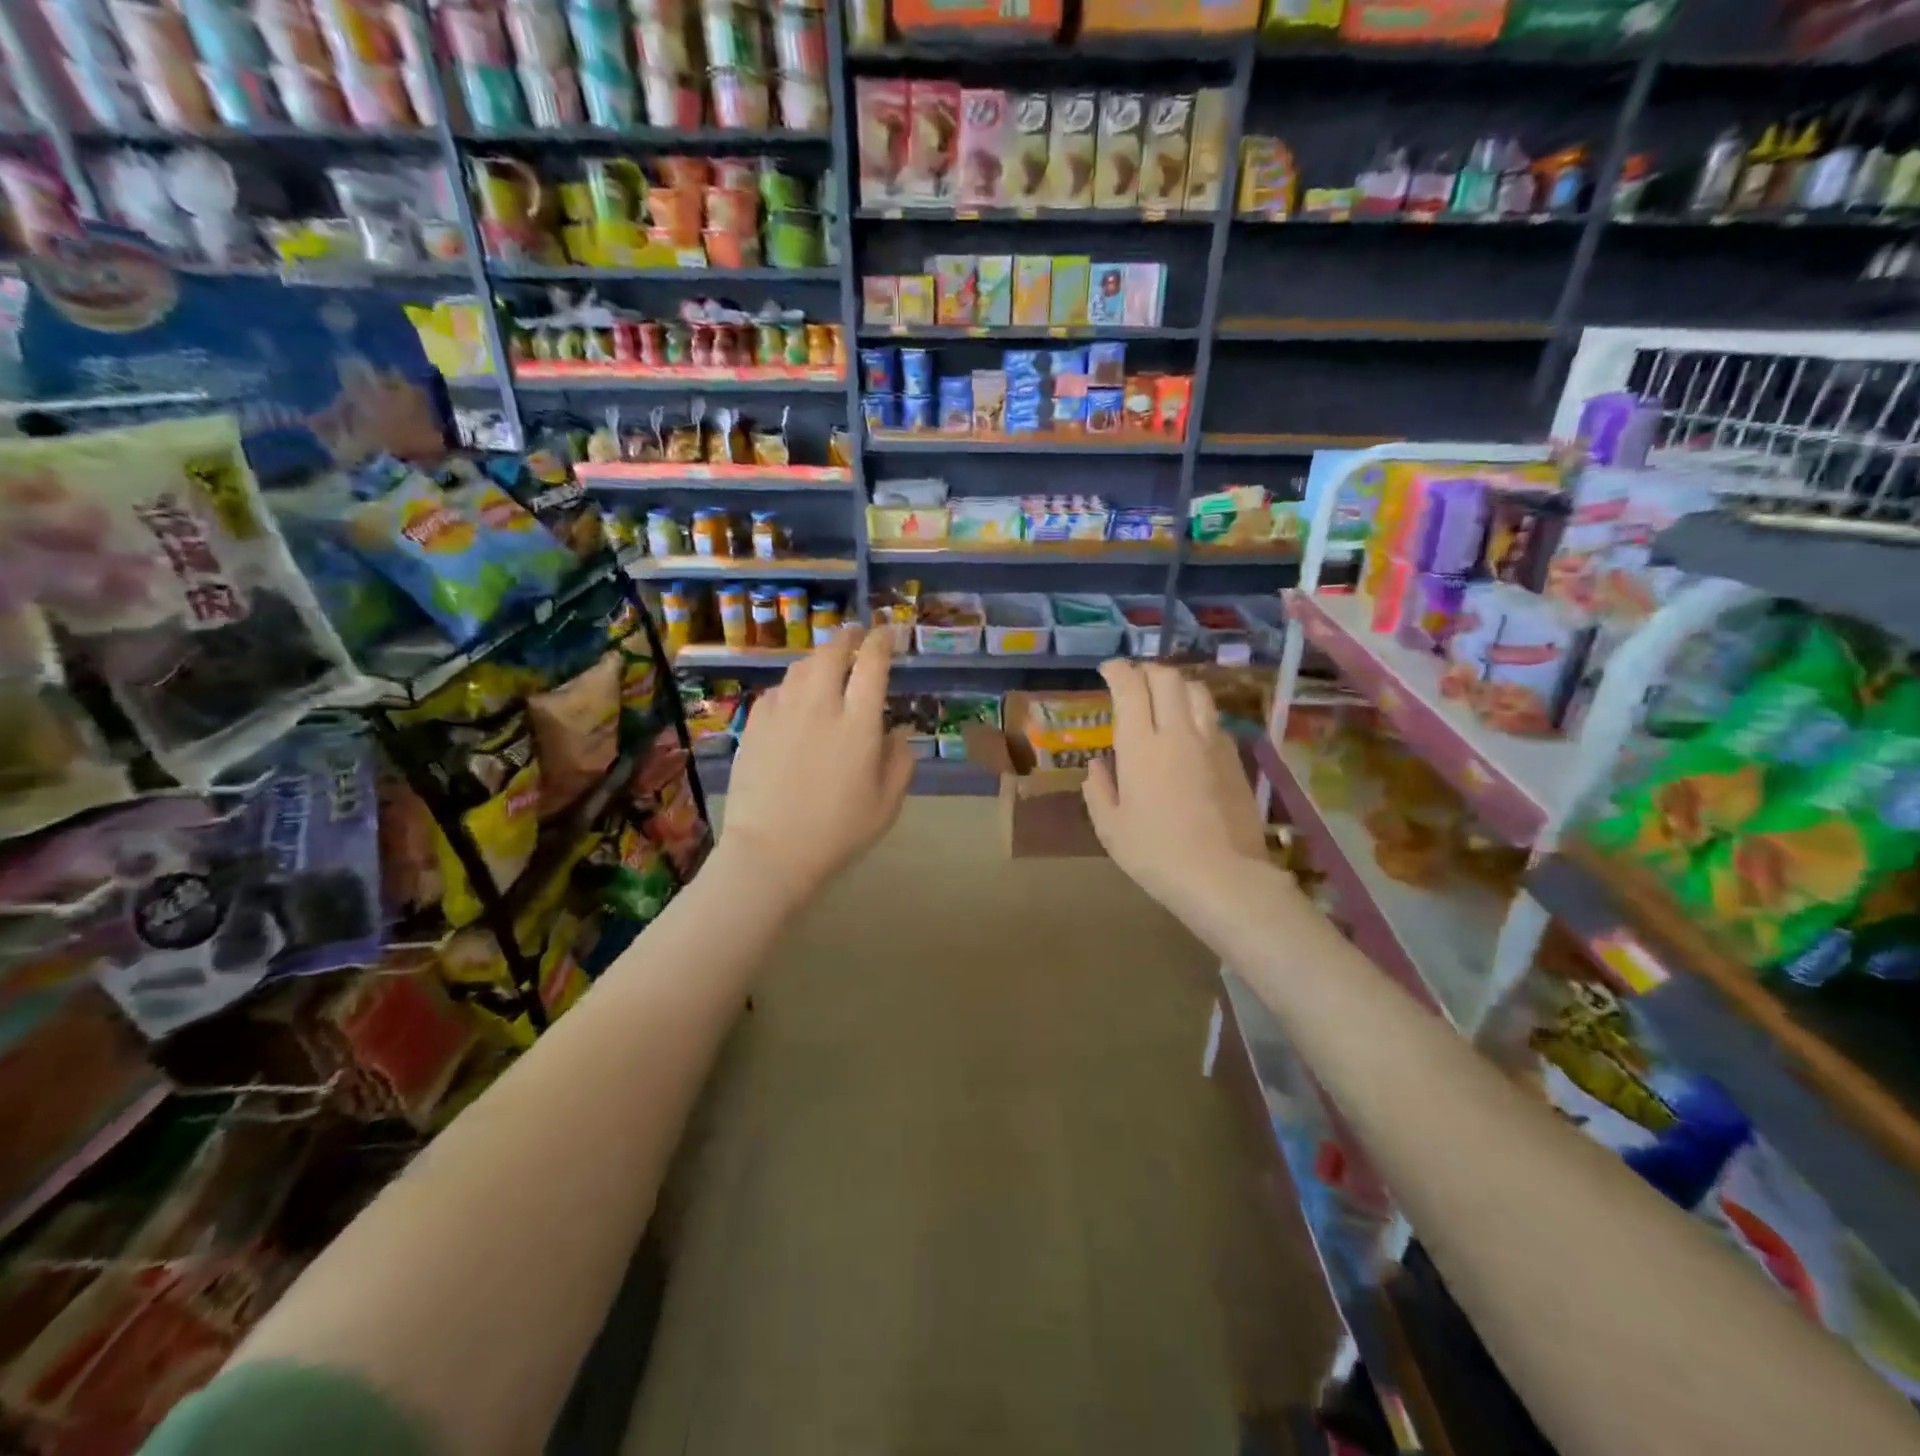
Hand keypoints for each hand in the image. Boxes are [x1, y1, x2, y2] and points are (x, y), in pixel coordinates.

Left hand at [716, 628, 914, 910]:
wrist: (770, 852)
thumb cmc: (838, 832)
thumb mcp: (887, 804)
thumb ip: (900, 760)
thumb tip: (897, 731)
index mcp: (858, 723)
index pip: (872, 664)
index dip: (882, 641)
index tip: (888, 633)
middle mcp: (820, 706)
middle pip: (832, 653)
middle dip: (847, 637)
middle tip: (856, 636)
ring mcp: (782, 713)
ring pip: (800, 667)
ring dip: (818, 659)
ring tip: (827, 665)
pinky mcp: (753, 726)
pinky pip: (776, 691)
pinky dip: (791, 686)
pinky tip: (794, 700)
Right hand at [1082, 661, 1268, 919]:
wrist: (1223, 876)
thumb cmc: (1155, 854)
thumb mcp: (1110, 828)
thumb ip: (1099, 789)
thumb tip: (1098, 766)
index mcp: (1140, 746)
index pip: (1131, 687)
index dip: (1118, 671)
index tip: (1108, 670)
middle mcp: (1177, 732)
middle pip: (1167, 678)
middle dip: (1147, 671)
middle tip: (1134, 681)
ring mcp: (1211, 743)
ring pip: (1197, 691)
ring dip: (1177, 685)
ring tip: (1165, 697)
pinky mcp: (1235, 759)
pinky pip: (1214, 720)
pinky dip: (1197, 713)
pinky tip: (1191, 731)